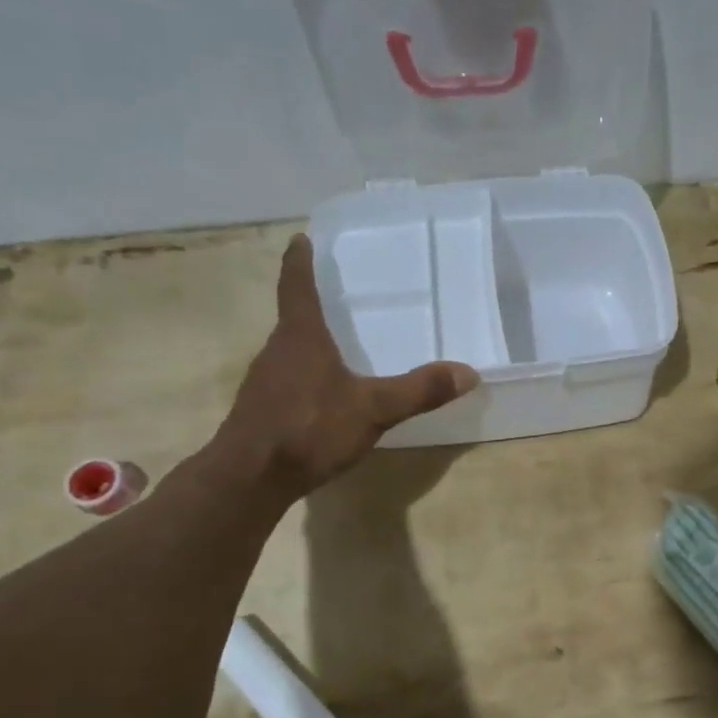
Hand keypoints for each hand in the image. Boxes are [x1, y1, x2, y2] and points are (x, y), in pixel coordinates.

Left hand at [209, 235, 479, 501]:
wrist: (249, 478)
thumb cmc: (309, 429)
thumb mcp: (373, 409)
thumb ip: (419, 391)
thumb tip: (468, 372)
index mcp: (301, 337)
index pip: (297, 286)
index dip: (299, 261)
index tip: (301, 239)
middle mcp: (277, 351)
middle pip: (294, 318)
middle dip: (314, 305)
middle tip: (340, 296)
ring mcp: (265, 382)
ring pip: (291, 352)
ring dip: (310, 343)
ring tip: (339, 345)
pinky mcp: (263, 410)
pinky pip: (288, 380)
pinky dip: (307, 376)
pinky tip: (326, 396)